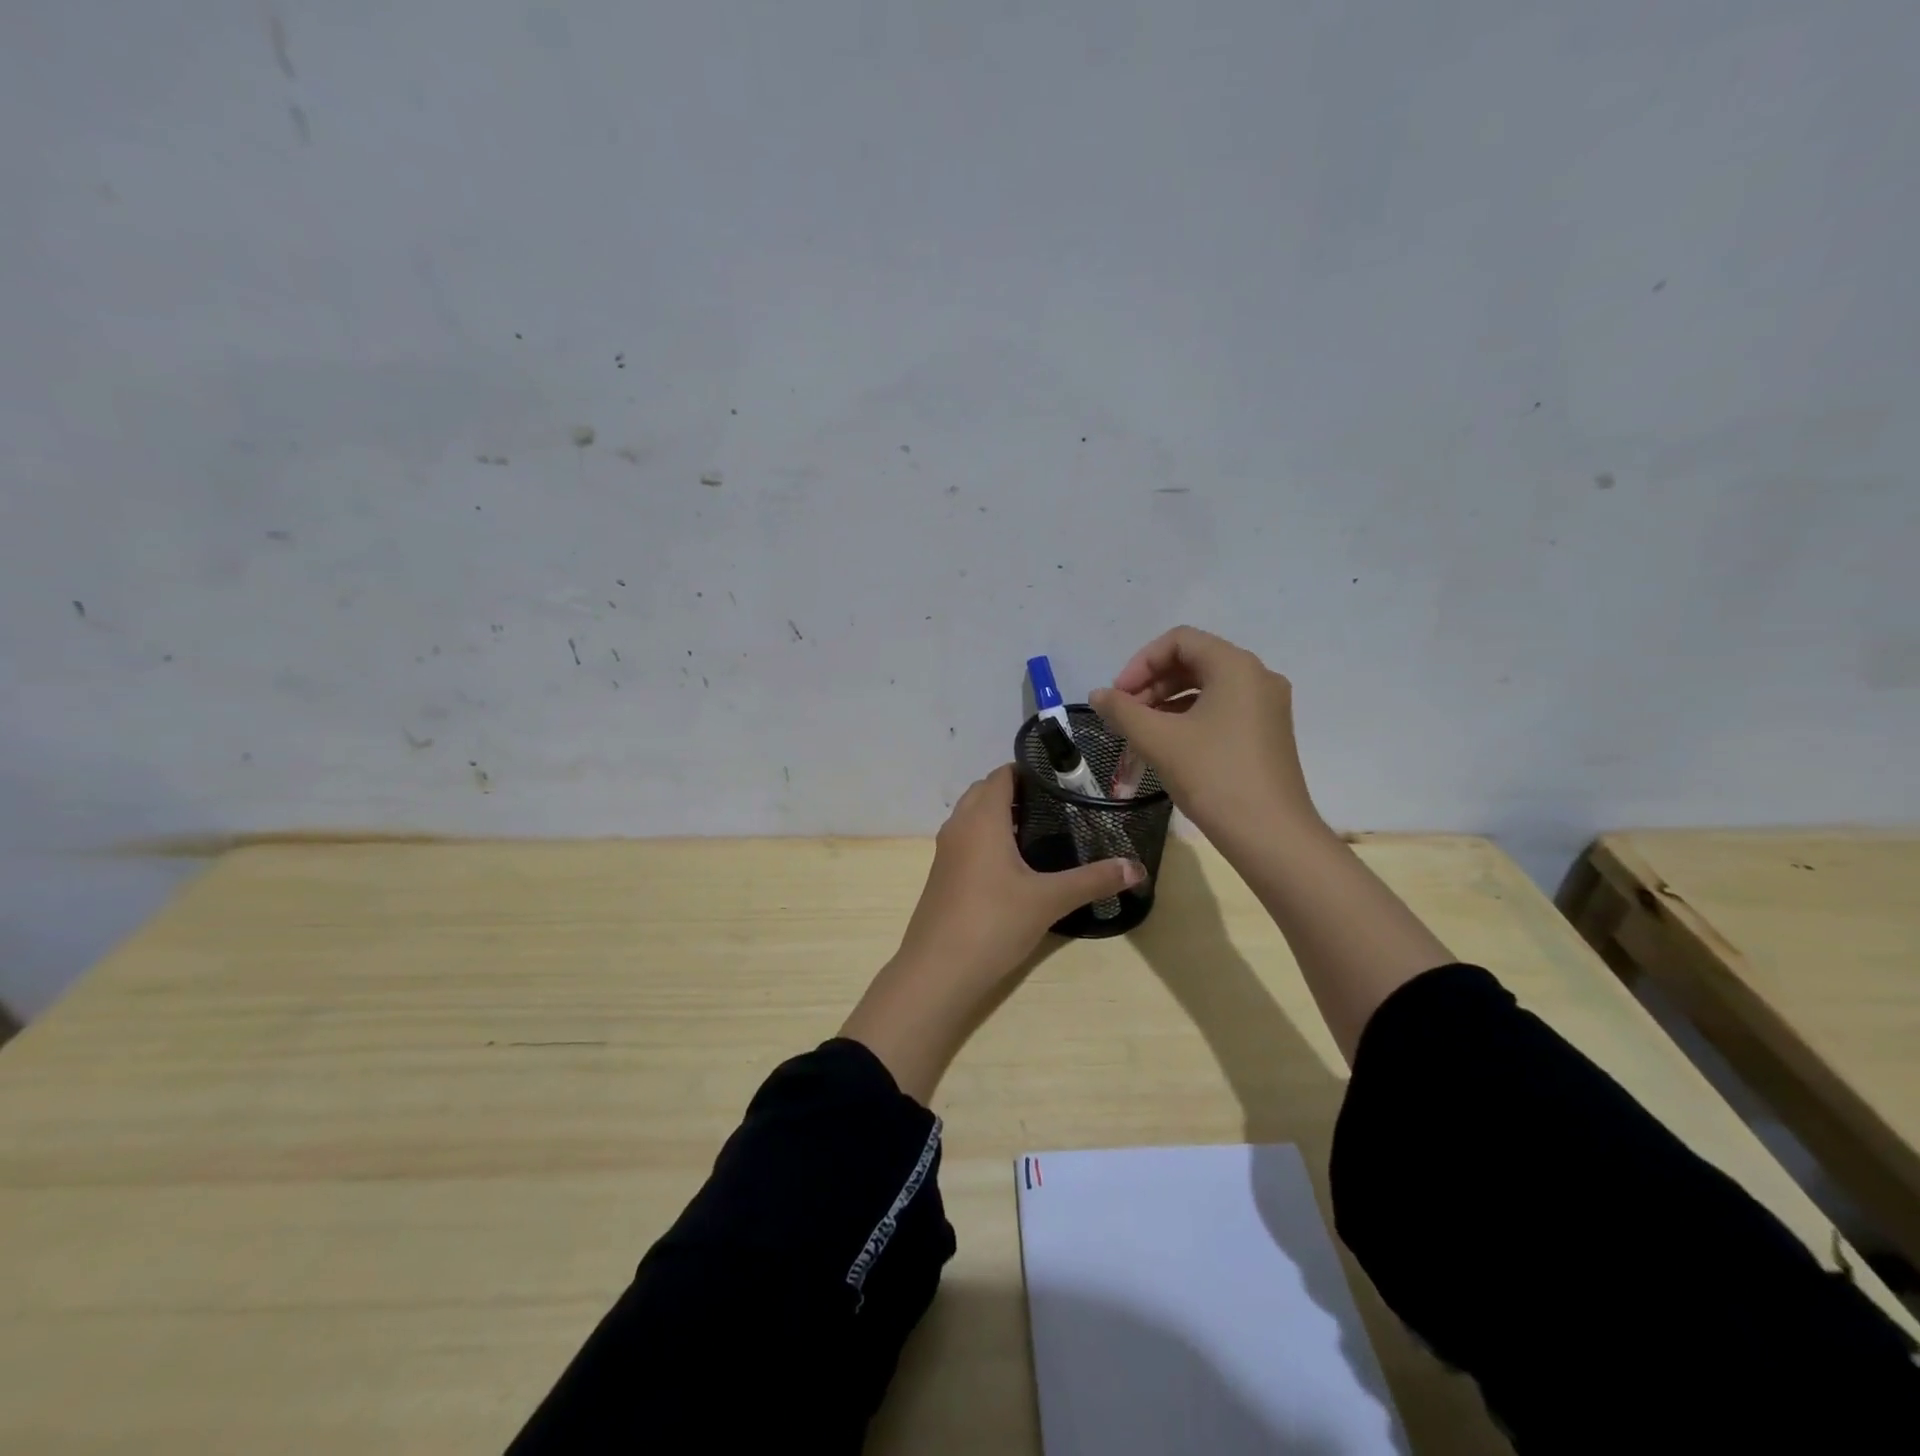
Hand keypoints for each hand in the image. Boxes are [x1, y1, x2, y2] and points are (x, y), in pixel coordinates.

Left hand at [840, 765, 1142, 1100]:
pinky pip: (966, 839)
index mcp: (982, 819)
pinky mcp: (942, 874)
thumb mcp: (1049, 900)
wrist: (938, 970)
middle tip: (1056, 804)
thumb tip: (1137, 868)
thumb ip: (1093, 880)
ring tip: (1040, 830)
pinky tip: (1014, 864)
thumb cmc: (993, 923)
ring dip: (1000, 814)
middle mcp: (959, 826)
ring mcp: (946, 851)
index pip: (1002, 775)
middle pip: (985, 791)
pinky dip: (987, 837)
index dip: (1029, 770)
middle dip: (1017, 791)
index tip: (1063, 779)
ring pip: (972, 816)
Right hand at [1090, 626, 1320, 849]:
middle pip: (1193, 662)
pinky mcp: (1267, 733)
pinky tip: (1166, 746)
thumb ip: (1122, 710)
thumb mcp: (1158, 740)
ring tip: (1138, 734)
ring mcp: (1266, 706)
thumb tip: (1099, 695)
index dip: (1140, 663)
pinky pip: (1220, 711)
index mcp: (1235, 666)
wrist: (1270, 835)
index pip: (1179, 641)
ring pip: (1205, 689)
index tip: (1118, 696)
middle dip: (1151, 685)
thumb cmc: (1213, 777)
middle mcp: (1257, 677)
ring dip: (1165, 704)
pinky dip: (1188, 720)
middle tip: (1123, 715)